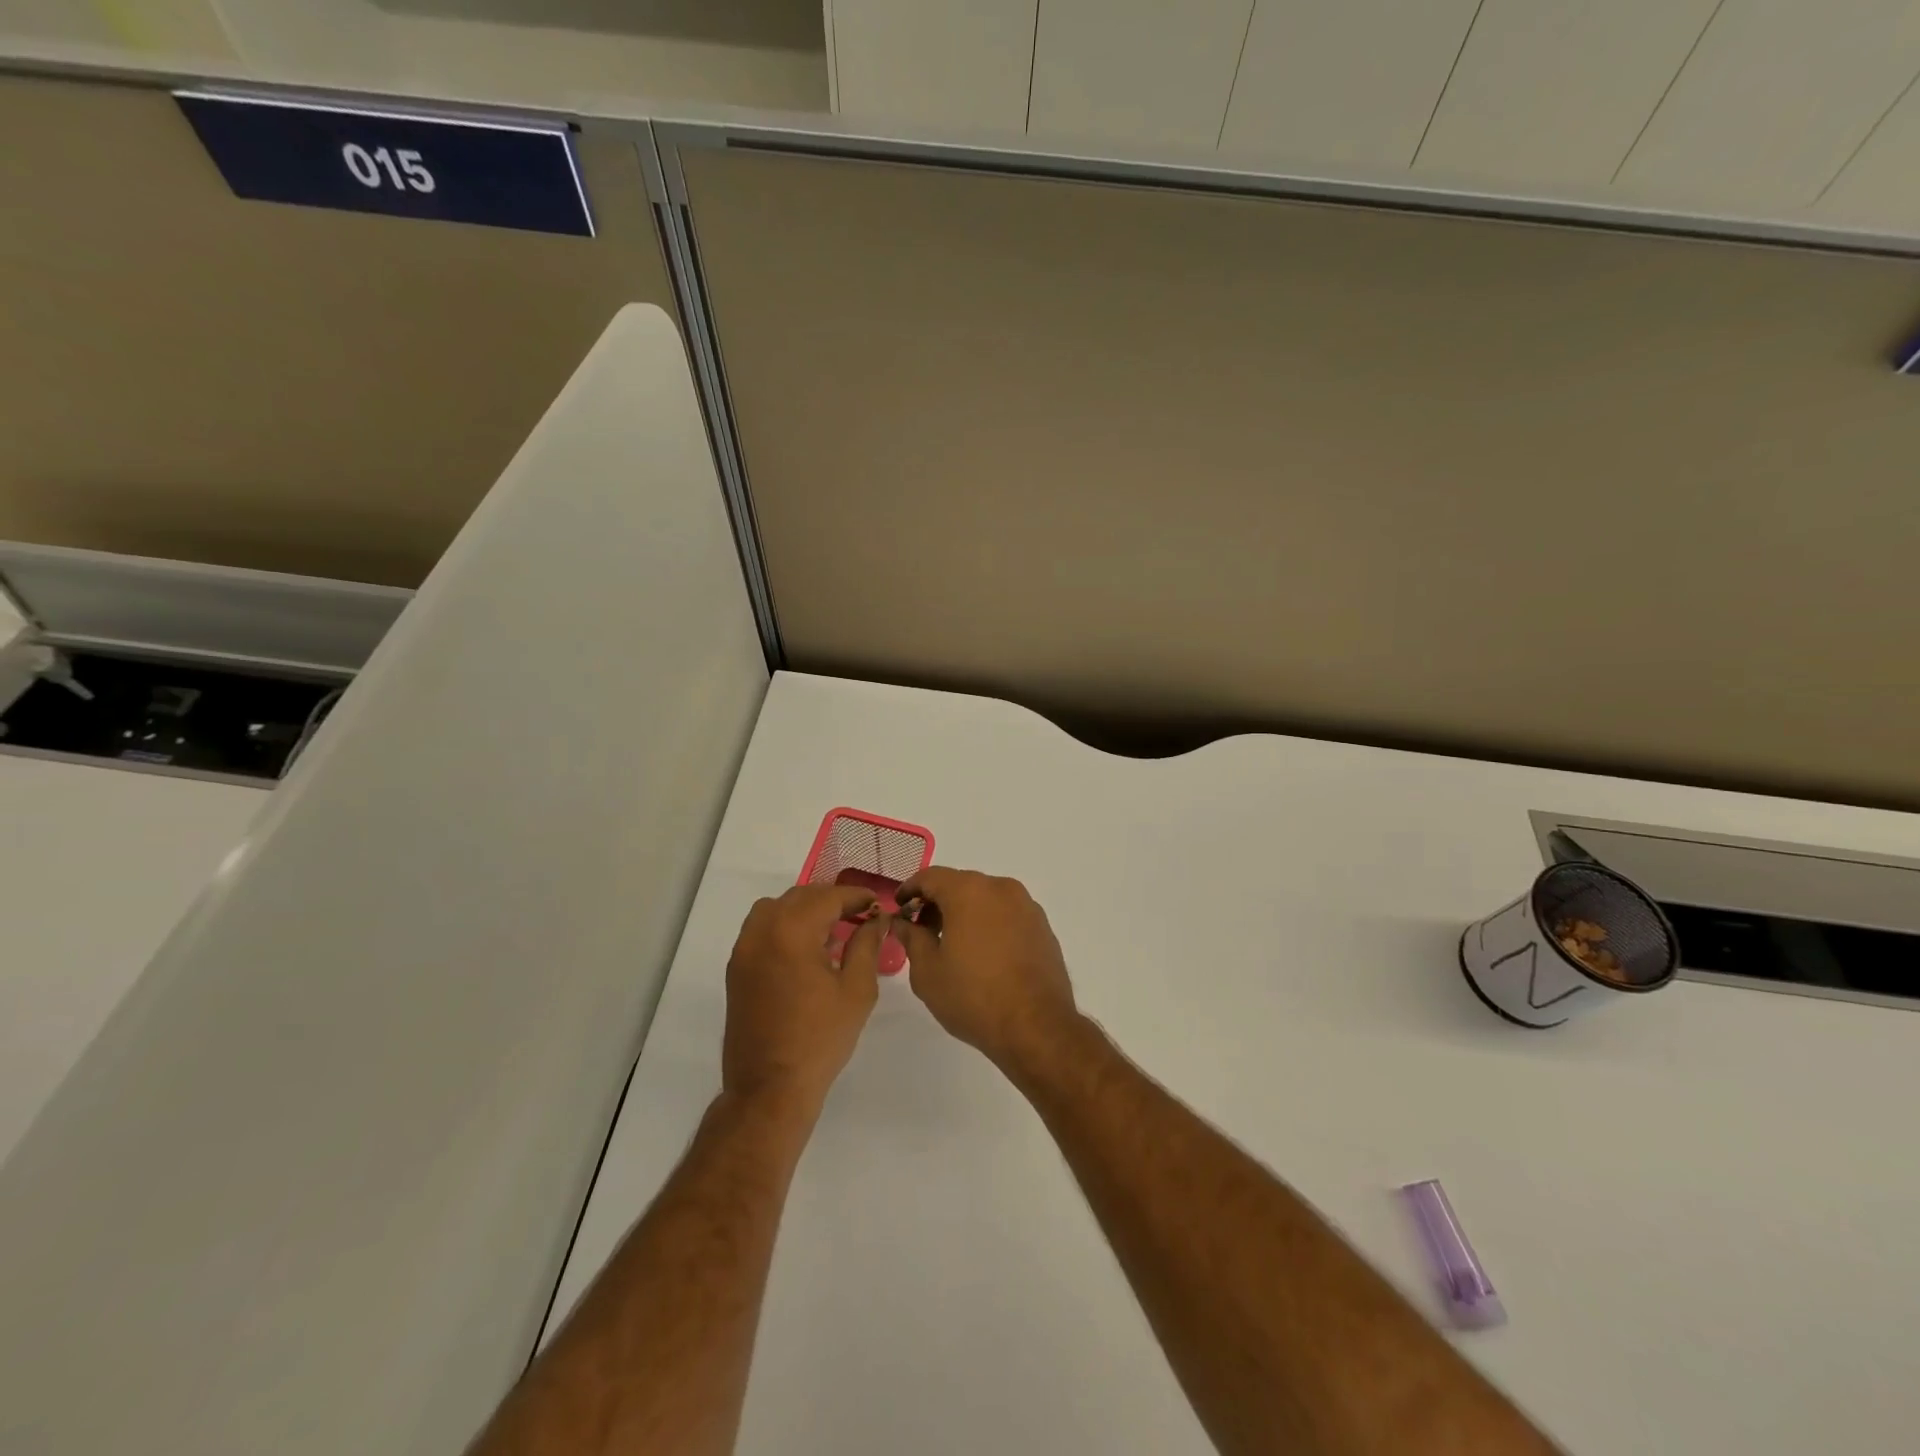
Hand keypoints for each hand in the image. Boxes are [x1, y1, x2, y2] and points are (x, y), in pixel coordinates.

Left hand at [723, 885, 887, 1116]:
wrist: (770, 1088)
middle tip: (860, 915)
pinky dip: (784, 925)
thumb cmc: (820, 1039)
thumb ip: (866, 945)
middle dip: (832, 900)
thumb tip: (876, 920)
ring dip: (804, 909)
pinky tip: (806, 949)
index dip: (856, 897)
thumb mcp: (856, 990)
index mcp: (792, 931)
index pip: (828, 897)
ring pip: (776, 908)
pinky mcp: (736, 968)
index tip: (877, 904)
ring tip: (831, 929)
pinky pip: (761, 929)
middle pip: (801, 897)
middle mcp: (762, 931)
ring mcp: (744, 949)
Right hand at [893, 868, 1080, 1073]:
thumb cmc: (973, 996)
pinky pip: (1007, 914)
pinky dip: (989, 923)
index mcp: (969, 891)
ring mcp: (1026, 906)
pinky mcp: (1042, 927)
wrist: (1036, 1026)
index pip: (931, 877)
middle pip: (960, 884)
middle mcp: (1000, 888)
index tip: (899, 908)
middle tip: (921, 930)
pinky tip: (983, 953)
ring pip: (986, 898)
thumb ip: (912, 938)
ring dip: (965, 912)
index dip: (910, 889)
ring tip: (952, 944)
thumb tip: (903, 922)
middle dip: (937, 902)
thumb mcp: (927, 971)